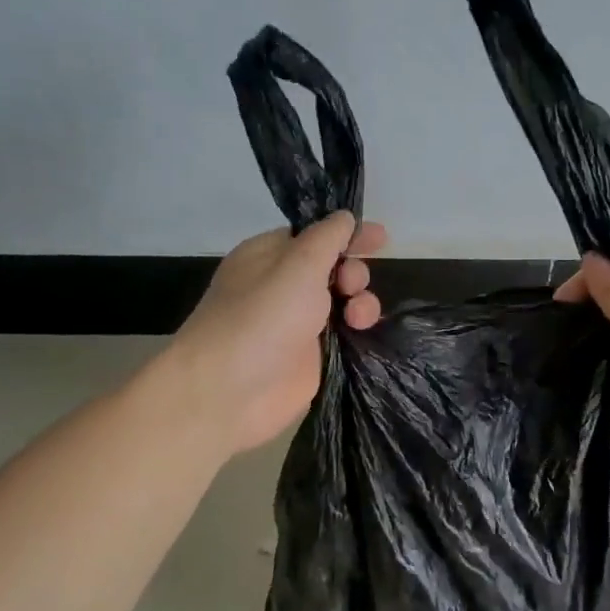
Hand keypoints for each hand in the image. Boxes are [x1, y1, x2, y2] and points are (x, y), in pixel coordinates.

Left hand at [170, 212, 387, 454]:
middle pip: (334, 268)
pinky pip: (344, 334)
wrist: (230, 392)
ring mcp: (298, 324)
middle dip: (354, 271)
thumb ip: (328, 238)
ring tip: (357, 317)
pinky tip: (362, 331)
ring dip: (361, 302)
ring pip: (343, 302)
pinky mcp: (312, 357)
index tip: (379, 237)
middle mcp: (284, 287)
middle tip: (351, 286)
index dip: (346, 234)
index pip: (314, 235)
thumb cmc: (261, 318)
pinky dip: (357, 329)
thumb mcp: (298, 264)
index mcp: (269, 256)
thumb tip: (344, 218)